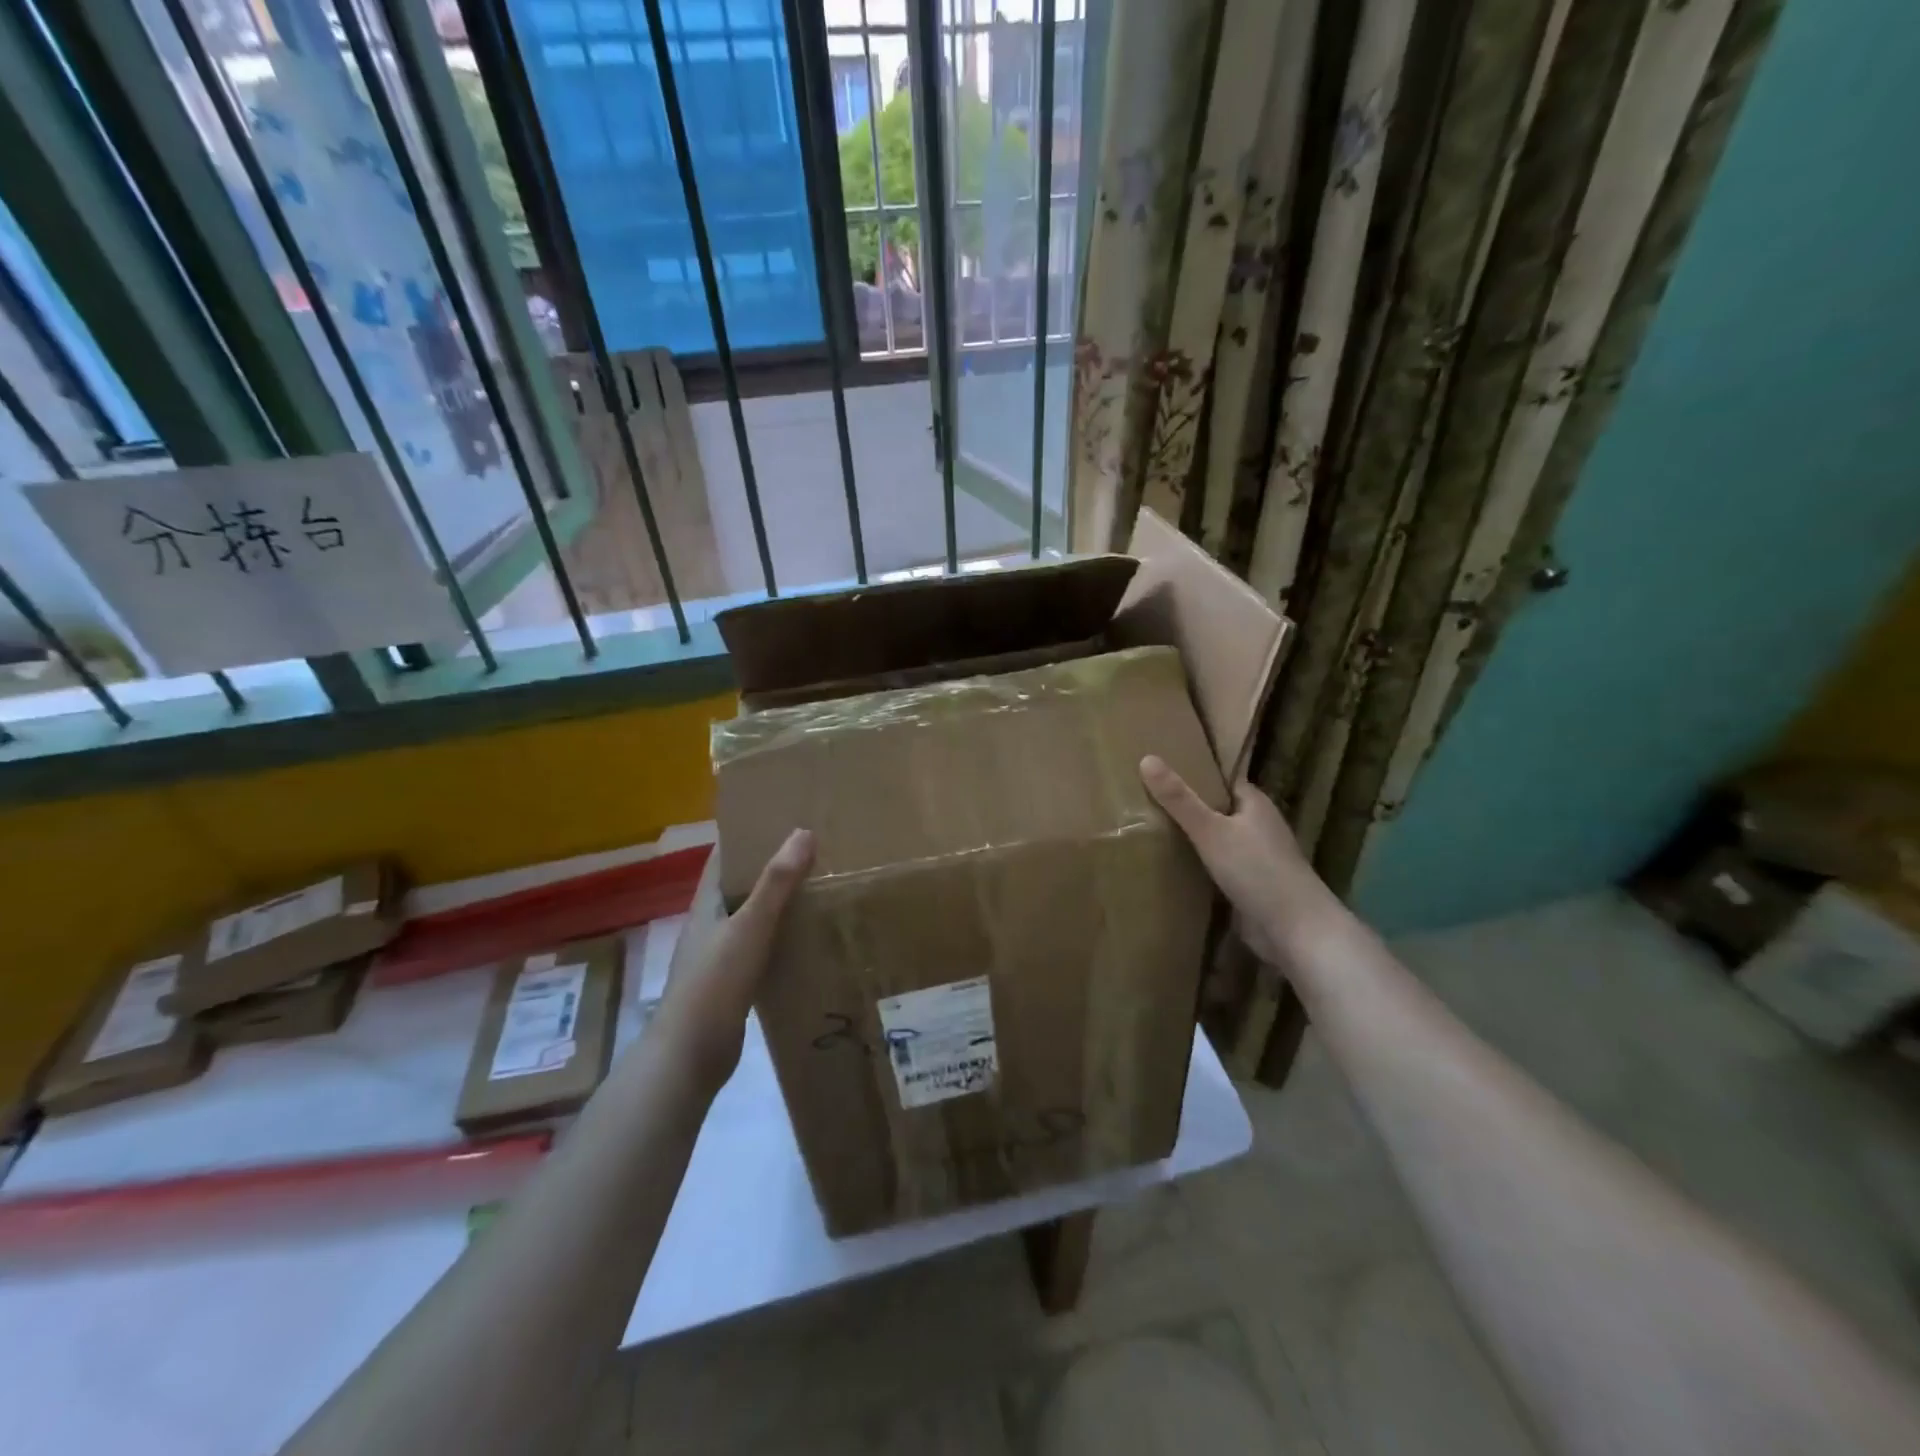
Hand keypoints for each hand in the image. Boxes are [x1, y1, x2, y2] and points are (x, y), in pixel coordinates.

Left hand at [657, 829, 814, 1090]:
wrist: (689, 1056)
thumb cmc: (714, 984)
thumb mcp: (749, 927)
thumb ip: (775, 882)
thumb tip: (803, 832)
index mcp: (706, 904)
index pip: (723, 857)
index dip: (747, 835)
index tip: (782, 818)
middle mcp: (709, 924)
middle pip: (739, 885)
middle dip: (770, 867)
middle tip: (813, 851)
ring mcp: (718, 955)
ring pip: (751, 917)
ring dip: (777, 903)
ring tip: (818, 888)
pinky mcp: (731, 983)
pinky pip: (760, 948)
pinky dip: (780, 937)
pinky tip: (806, 938)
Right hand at [1139, 756, 1331, 966]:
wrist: (1295, 930)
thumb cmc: (1256, 871)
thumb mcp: (1211, 831)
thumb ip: (1179, 799)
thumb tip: (1147, 758)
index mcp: (1254, 803)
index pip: (1220, 779)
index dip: (1193, 773)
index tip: (1159, 769)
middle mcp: (1257, 826)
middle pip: (1216, 809)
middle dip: (1187, 806)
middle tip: (1144, 798)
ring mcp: (1256, 857)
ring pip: (1216, 840)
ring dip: (1191, 838)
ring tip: (1148, 829)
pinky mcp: (1249, 885)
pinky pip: (1217, 867)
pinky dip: (1198, 865)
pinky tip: (1170, 866)